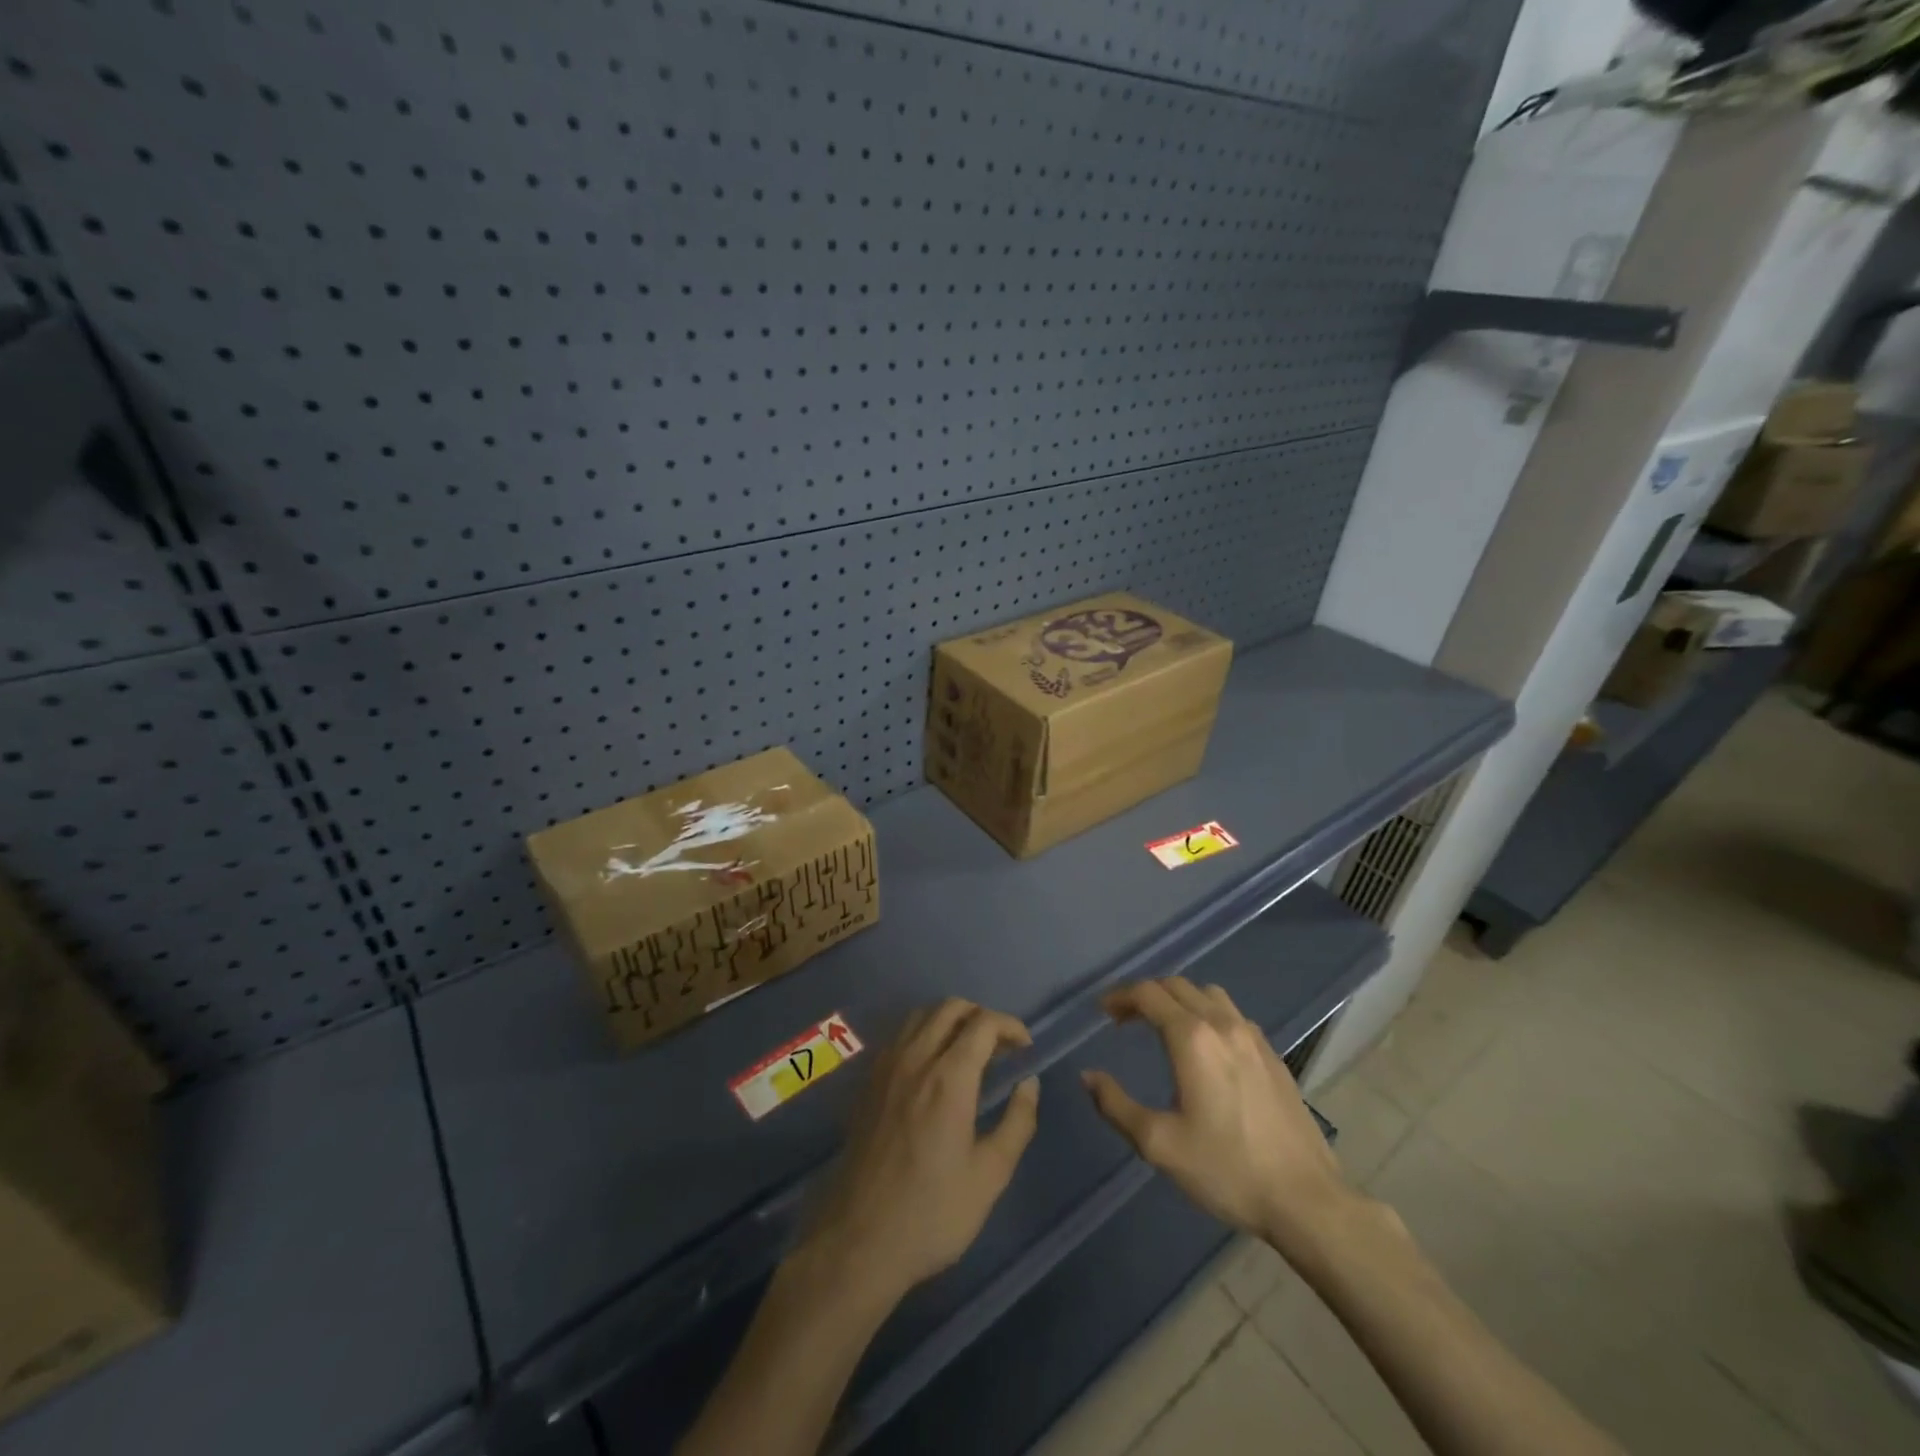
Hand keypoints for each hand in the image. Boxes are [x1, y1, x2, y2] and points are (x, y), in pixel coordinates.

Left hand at [800, 999, 1040, 1305]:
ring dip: (950, 1021)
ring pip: (921, 1016)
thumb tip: (1028, 1083)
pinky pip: (899, 1037)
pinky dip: (923, 1034)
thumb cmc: (932, 1213)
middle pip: (950, 1007)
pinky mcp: (868, 1083)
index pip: (984, 1023)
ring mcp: (886, 1067)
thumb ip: (1017, 1122)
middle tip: (999, 1049)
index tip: (1024, 1050)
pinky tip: (932, 1070)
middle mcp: (915, 1058)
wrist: (859, 1241)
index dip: (1010, 1026)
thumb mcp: (990, 1176)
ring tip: (968, 1054)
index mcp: (949, 1077)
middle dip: (981, 1017)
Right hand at [1082, 977, 1359, 1259]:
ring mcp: (1253, 1037)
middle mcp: (1222, 1024)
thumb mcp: (1159, 1144)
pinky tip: (1205, 1047)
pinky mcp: (1272, 1054)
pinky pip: (1232, 1014)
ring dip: (1178, 999)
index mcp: (1192, 1038)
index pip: (1148, 994)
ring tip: (1162, 1025)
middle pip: (1176, 985)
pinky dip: (1207, 1013)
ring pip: (1208, 993)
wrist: (1306, 1200)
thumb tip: (1089, 1076)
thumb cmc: (1227, 1170)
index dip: (1120, 997)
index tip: (1103, 1012)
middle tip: (1124, 1019)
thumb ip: (1116, 1105)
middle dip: (1145, 994)